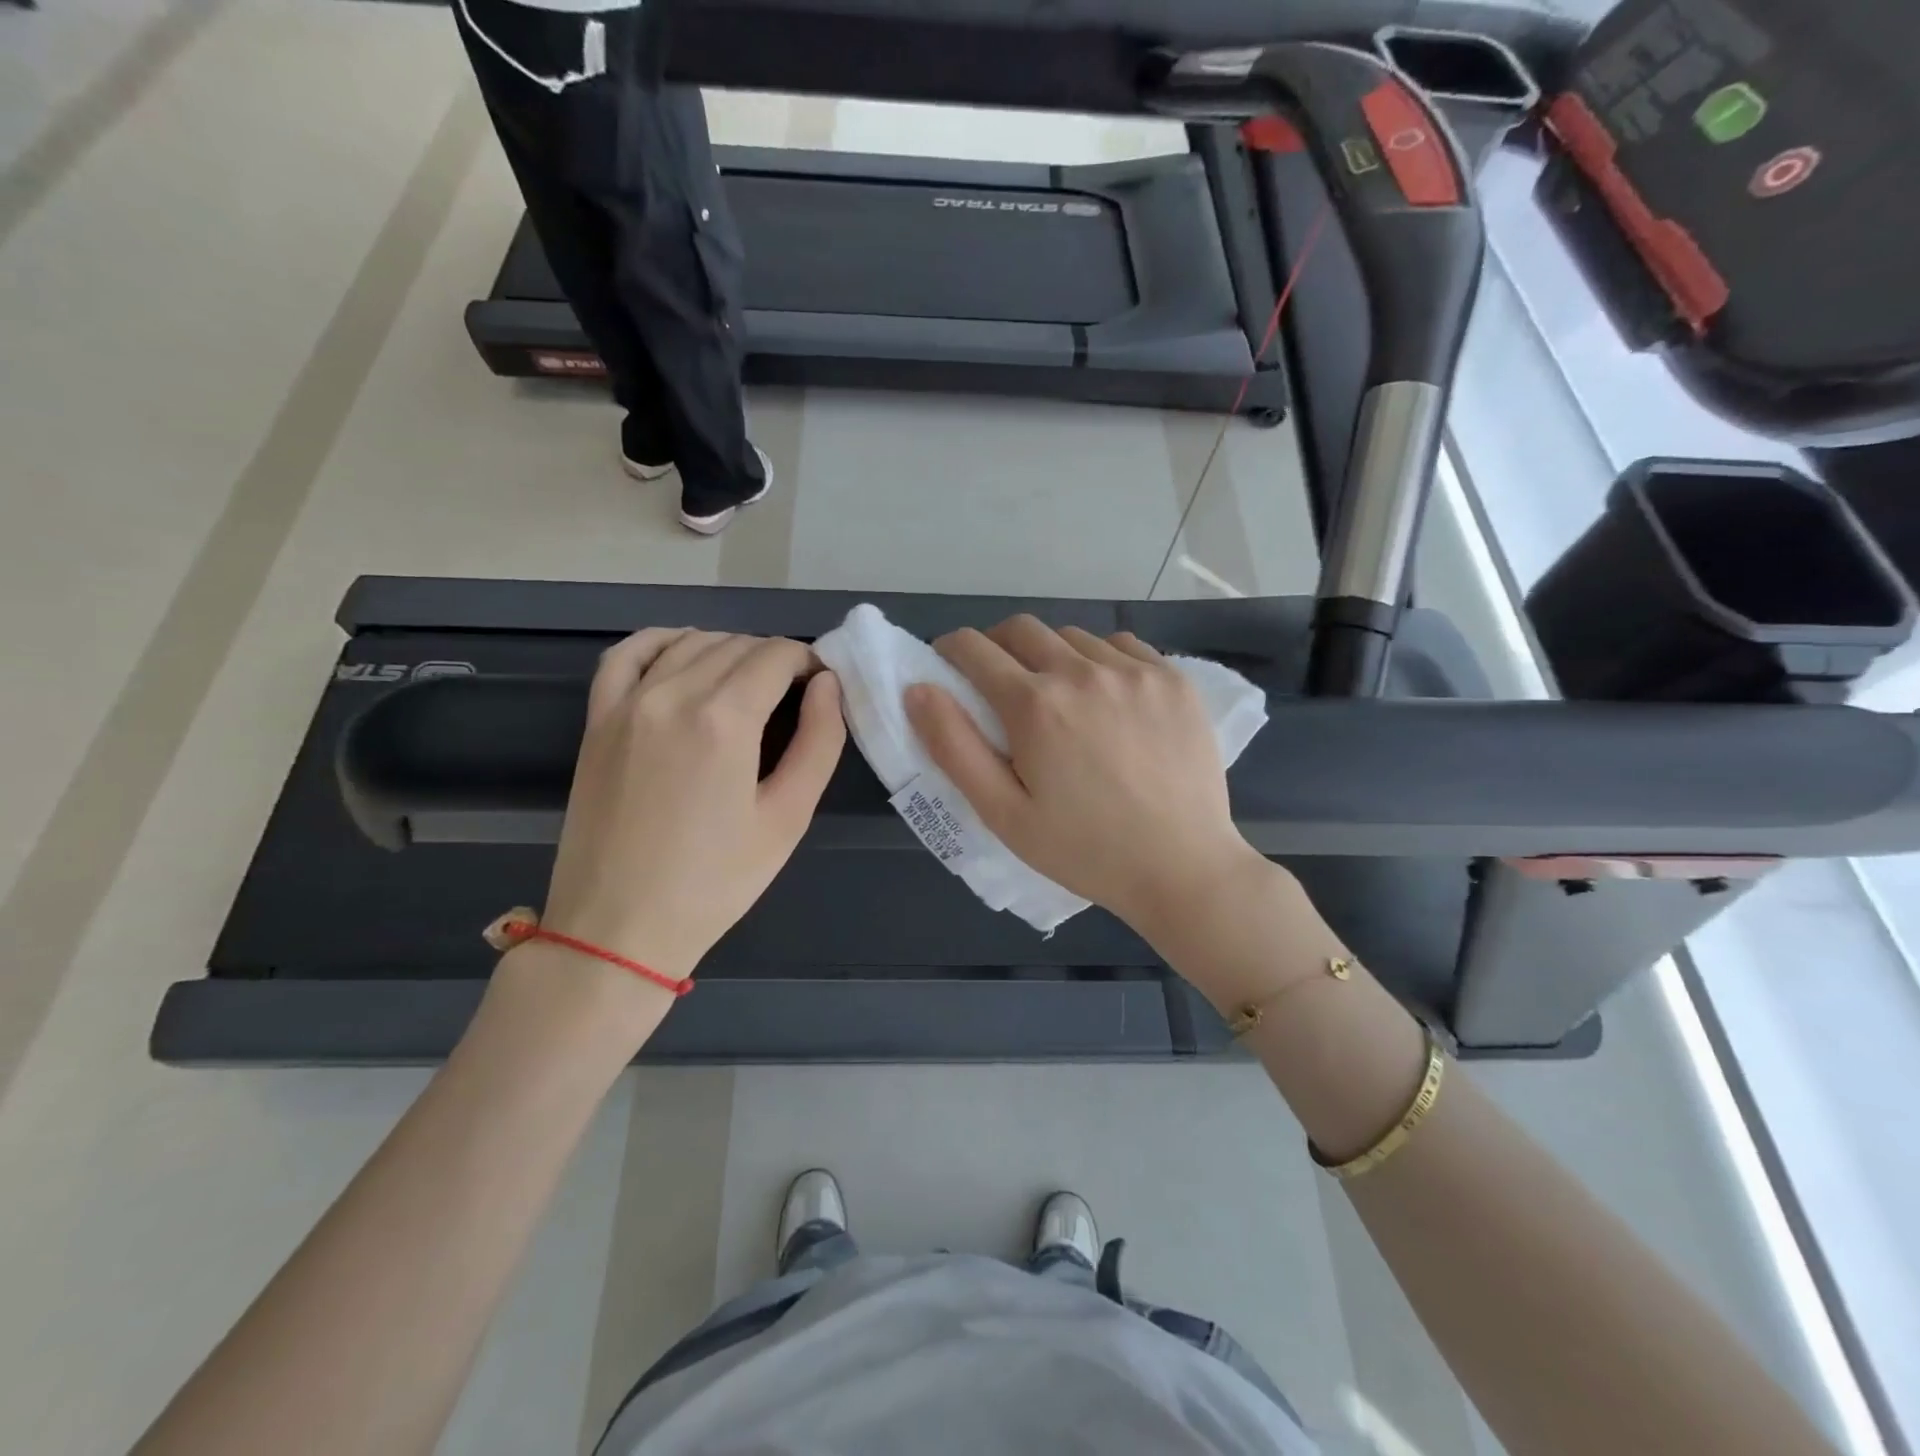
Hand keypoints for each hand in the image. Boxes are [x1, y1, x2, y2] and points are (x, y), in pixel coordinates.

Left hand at [537, 630, 844, 987]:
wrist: (618, 927)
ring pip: (689, 643)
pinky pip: (627, 654)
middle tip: (795, 697)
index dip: (809, 663)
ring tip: (749, 685)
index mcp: (724, 719)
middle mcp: (672, 694)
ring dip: (729, 651)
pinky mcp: (597, 719)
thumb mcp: (788, 818)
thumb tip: (828, 686)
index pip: (777, 656)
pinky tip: (685, 654)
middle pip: (737, 646)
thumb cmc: (715, 881)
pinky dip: (663, 642)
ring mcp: (627, 703)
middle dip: (776, 660)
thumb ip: (819, 743)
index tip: (822, 688)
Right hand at [904, 616, 1262, 933]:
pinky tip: (1107, 695)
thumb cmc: (1083, 850)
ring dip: (1050, 654)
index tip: (948, 666)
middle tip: (998, 682)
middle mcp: (1083, 671)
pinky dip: (1100, 658)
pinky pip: (1122, 645)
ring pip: (1073, 636)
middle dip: (996, 645)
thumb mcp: (1003, 812)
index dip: (951, 651)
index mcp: (1035, 705)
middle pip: (1021, 628)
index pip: (974, 648)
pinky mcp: (1173, 679)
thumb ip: (954, 747)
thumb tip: (918, 689)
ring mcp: (1135, 671)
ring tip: (1058, 695)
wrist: (1181, 868)